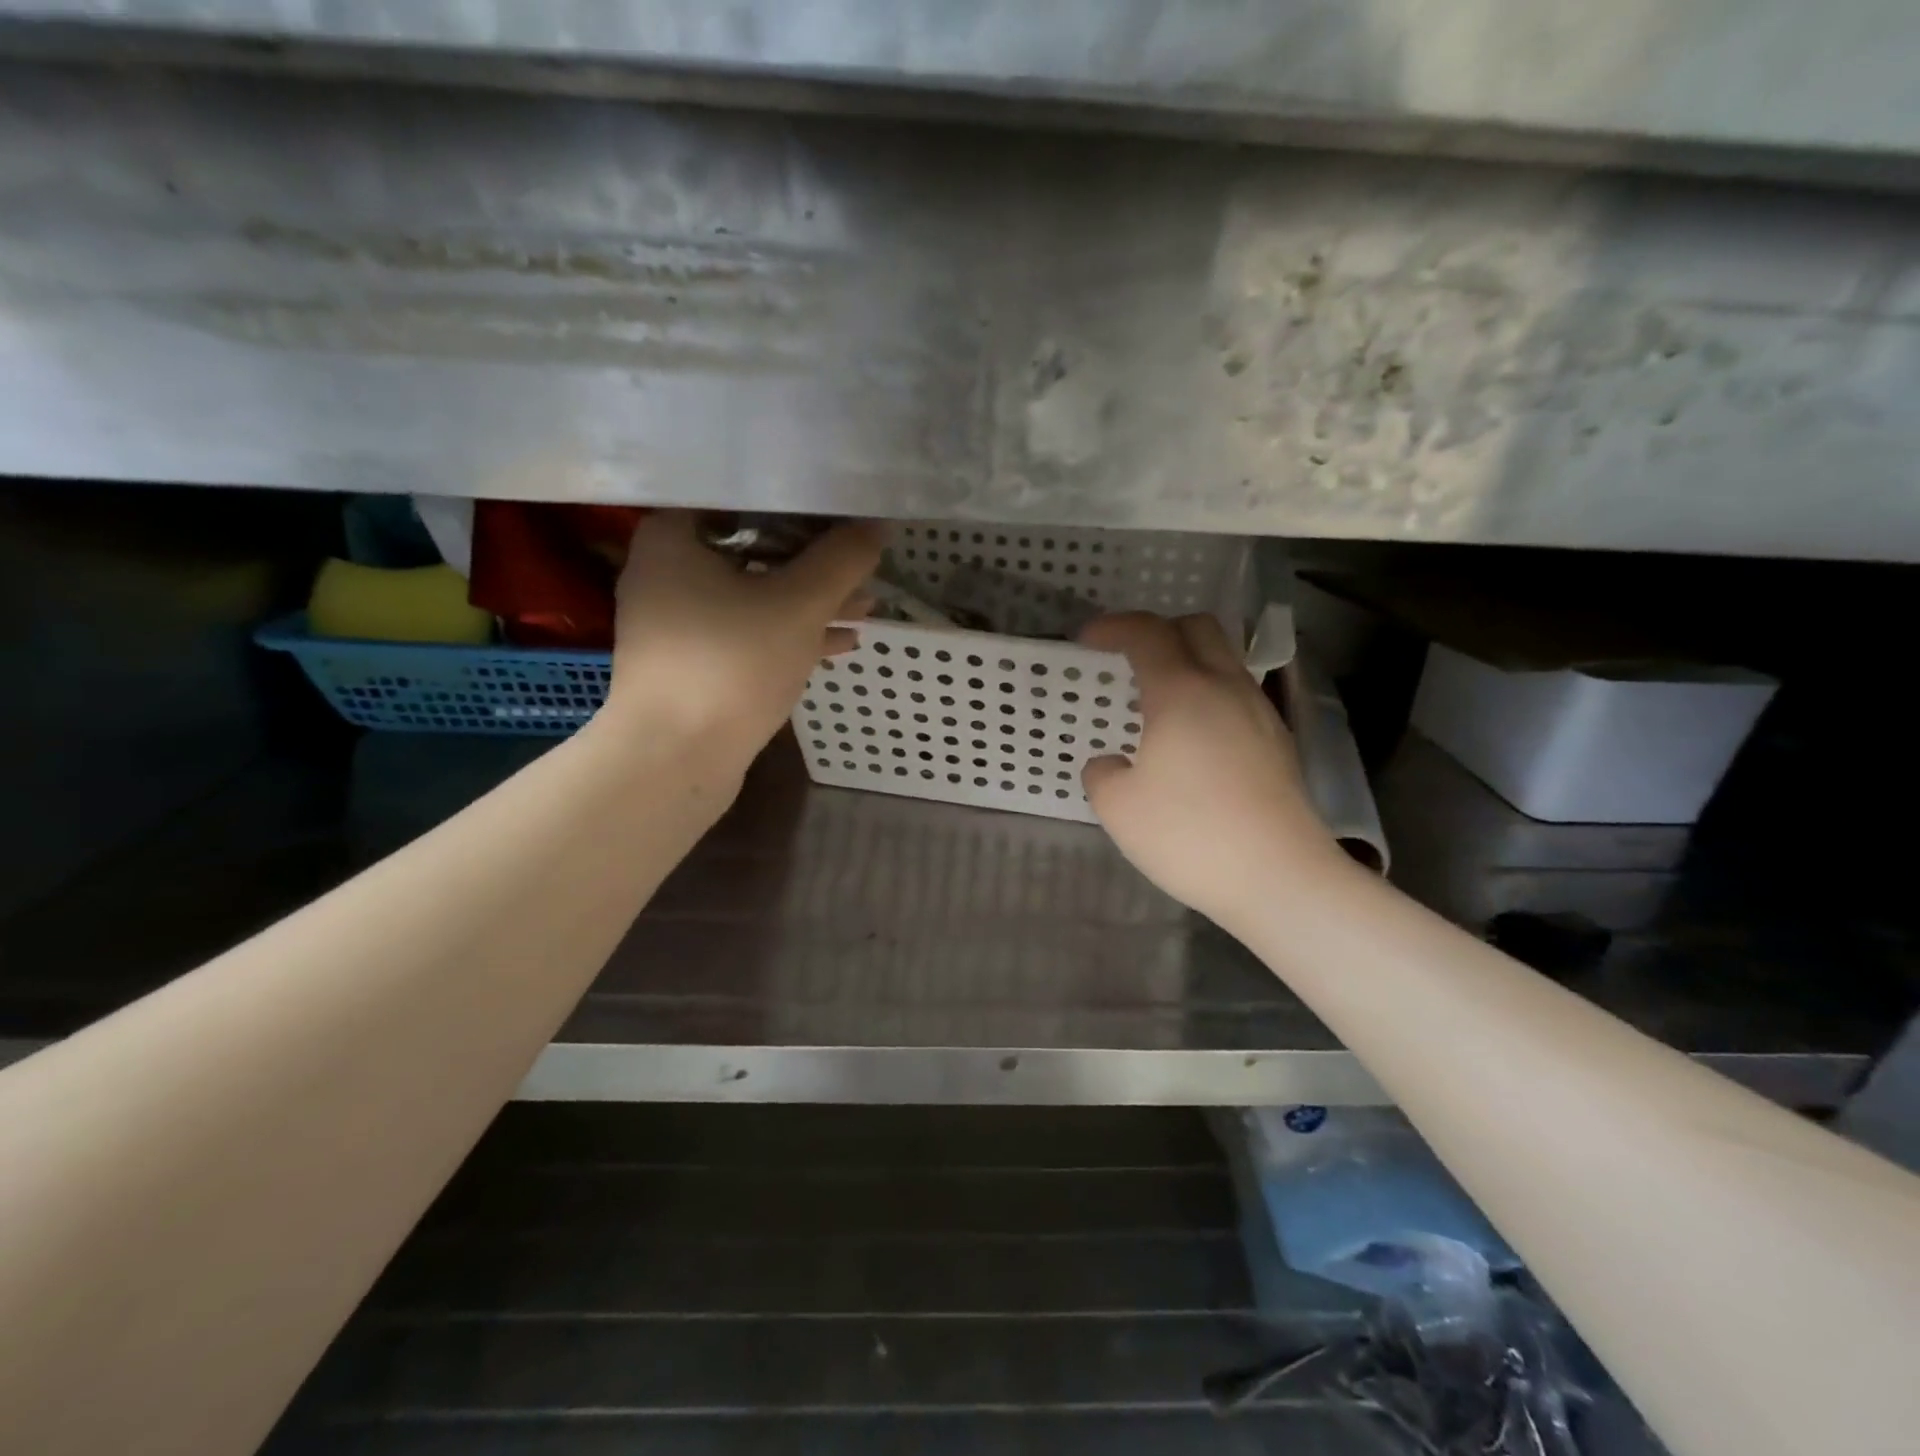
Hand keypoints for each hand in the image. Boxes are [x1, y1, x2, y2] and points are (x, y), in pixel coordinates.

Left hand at [604, 510, 883, 768]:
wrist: (674, 758)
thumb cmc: (731, 663)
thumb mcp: (799, 604)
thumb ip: (841, 560)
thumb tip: (875, 528)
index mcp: (675, 537)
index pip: (745, 499)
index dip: (801, 505)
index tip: (845, 515)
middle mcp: (667, 572)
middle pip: (754, 550)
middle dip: (815, 563)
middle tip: (861, 565)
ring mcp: (677, 622)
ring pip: (755, 596)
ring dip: (810, 602)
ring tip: (865, 607)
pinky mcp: (692, 663)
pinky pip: (747, 634)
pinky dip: (789, 634)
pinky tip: (840, 643)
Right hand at [1079, 613, 1341, 925]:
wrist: (1280, 878)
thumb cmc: (1190, 836)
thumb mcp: (1118, 808)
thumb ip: (1102, 774)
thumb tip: (1112, 764)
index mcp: (1182, 692)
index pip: (1147, 633)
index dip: (1113, 626)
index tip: (1086, 639)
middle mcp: (1226, 688)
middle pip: (1198, 627)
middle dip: (1158, 629)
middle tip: (1128, 657)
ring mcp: (1259, 713)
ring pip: (1224, 659)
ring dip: (1187, 661)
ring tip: (1158, 699)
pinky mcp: (1277, 742)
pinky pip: (1237, 694)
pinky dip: (1208, 693)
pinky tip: (1192, 737)